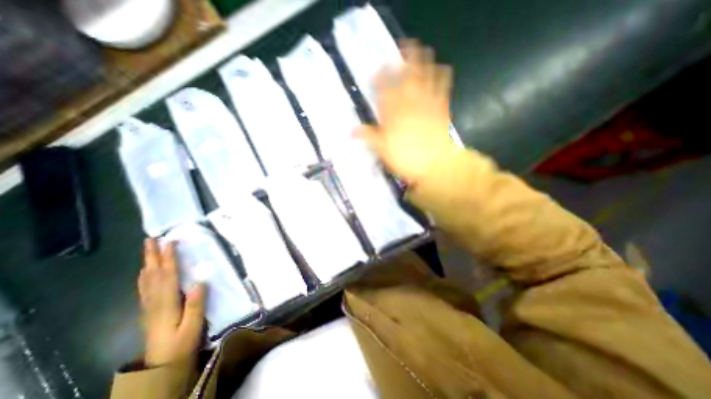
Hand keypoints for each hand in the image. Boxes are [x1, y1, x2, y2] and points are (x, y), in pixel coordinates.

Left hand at [137, 238, 205, 365]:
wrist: (160, 367)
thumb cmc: (180, 345)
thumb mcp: (192, 327)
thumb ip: (195, 305)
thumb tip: (199, 281)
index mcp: (166, 304)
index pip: (167, 276)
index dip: (168, 258)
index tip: (170, 242)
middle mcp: (154, 302)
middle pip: (152, 275)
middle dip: (151, 256)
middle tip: (151, 239)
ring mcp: (149, 306)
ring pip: (146, 280)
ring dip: (147, 262)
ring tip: (148, 250)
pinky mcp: (150, 310)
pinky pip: (144, 288)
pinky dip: (145, 276)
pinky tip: (145, 272)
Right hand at [359, 39, 458, 184]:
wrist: (434, 165)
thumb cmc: (406, 159)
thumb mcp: (383, 150)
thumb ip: (369, 137)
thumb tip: (352, 130)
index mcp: (393, 114)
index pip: (384, 91)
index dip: (379, 79)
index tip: (377, 71)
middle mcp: (409, 103)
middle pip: (404, 77)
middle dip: (401, 63)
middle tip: (399, 51)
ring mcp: (427, 103)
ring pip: (424, 76)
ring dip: (421, 62)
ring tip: (418, 51)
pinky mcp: (442, 107)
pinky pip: (443, 86)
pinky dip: (442, 75)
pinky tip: (441, 68)